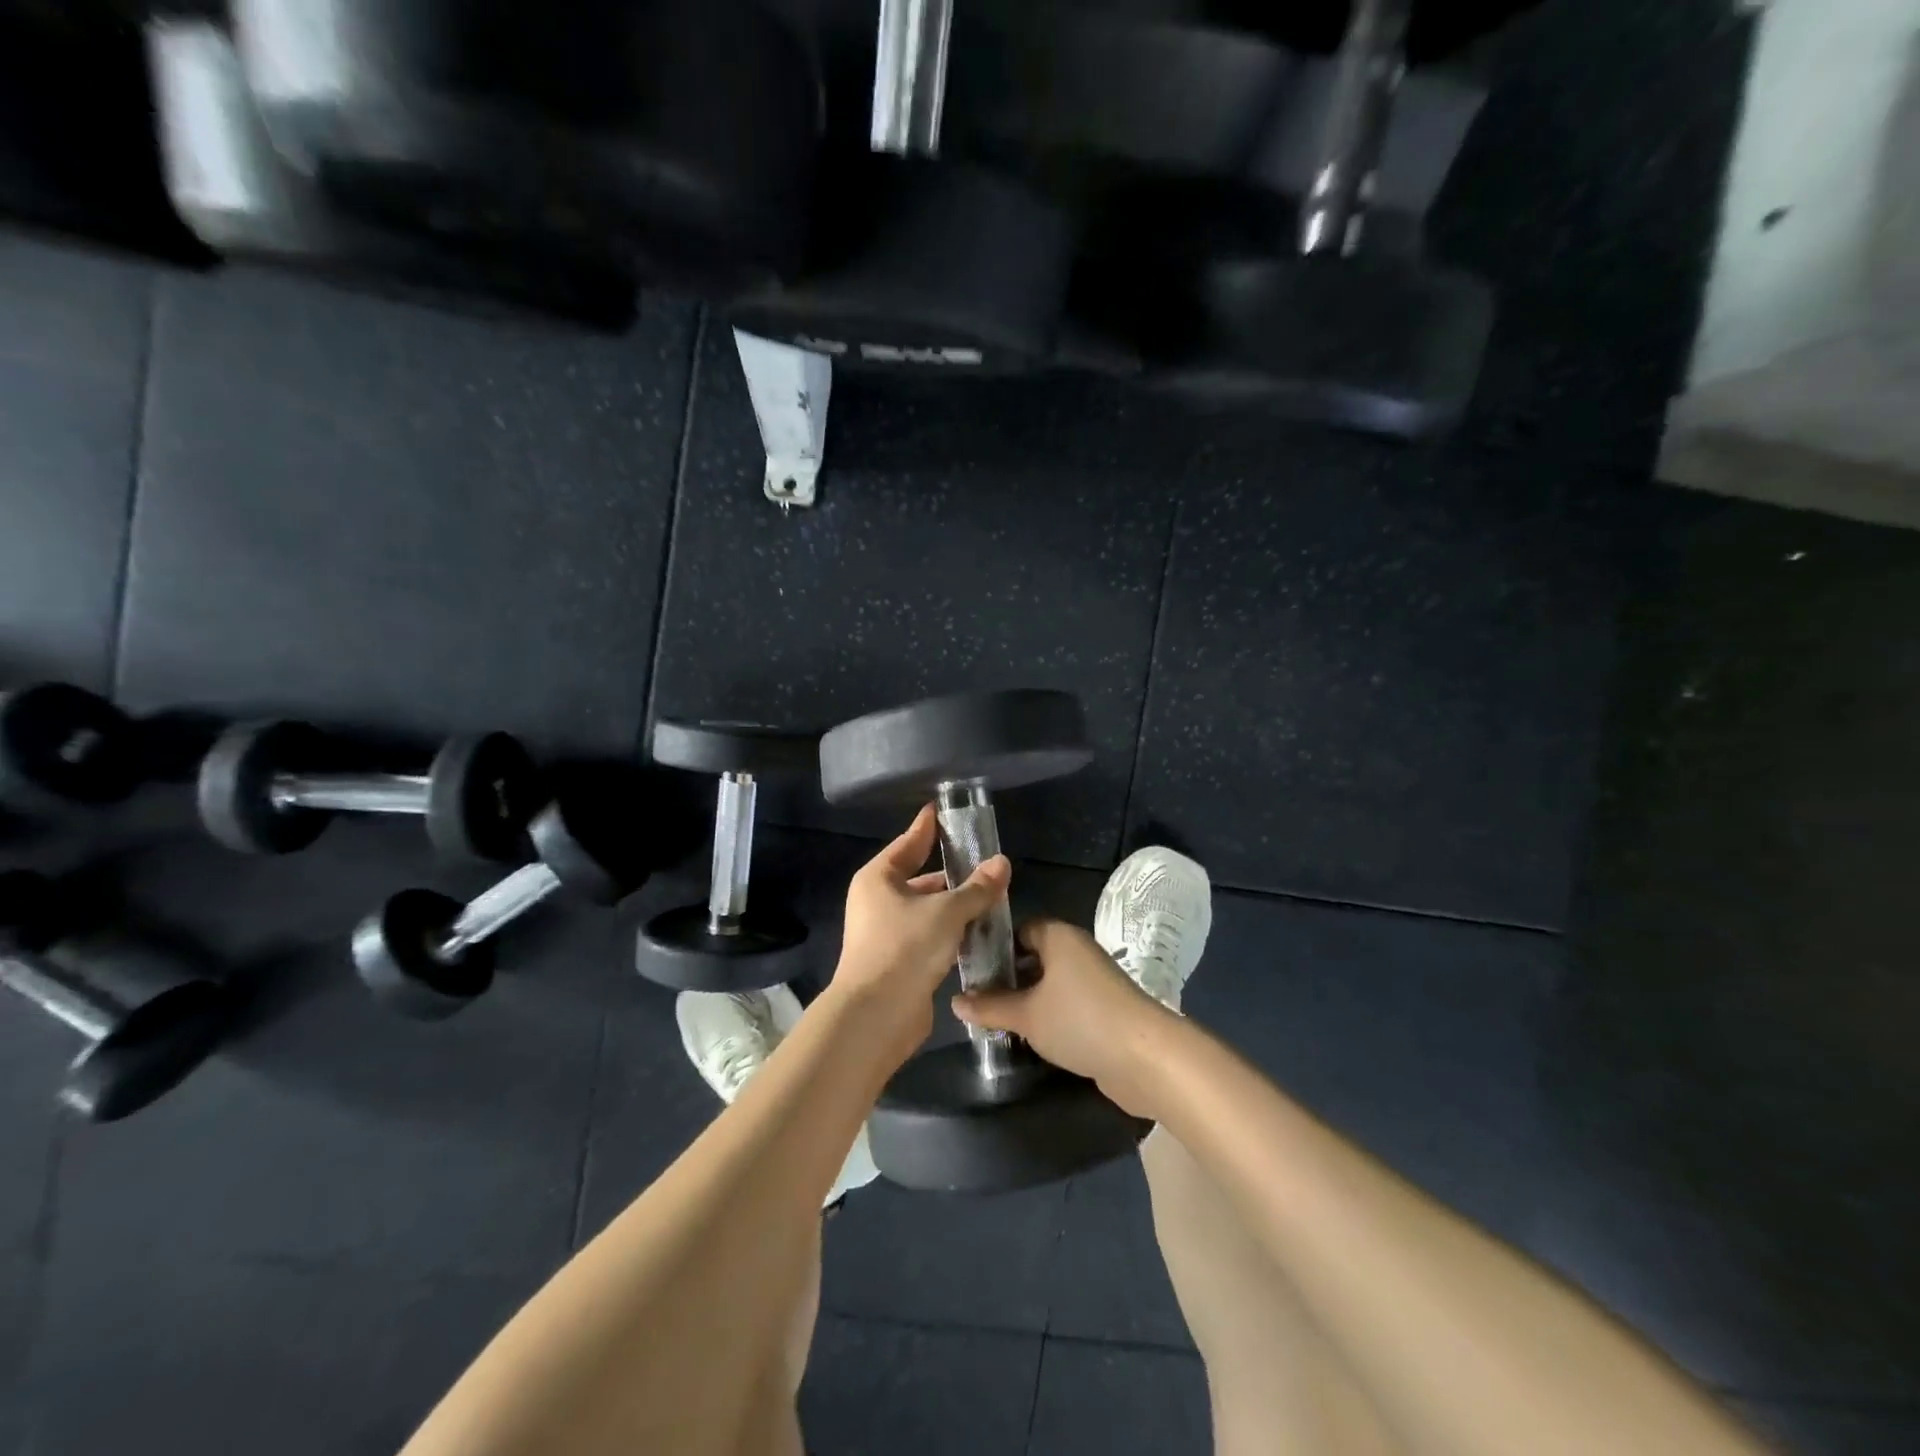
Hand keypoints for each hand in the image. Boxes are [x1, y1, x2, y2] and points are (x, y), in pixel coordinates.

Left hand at [830, 805, 1010, 1071]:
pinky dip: (950, 932)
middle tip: (983, 863)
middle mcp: (877, 901)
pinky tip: (977, 932)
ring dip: (953, 906)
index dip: (927, 828)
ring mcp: (886, 933)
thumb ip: (977, 888)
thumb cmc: (905, 947)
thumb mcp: (947, 911)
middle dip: (950, 872)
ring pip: (926, 910)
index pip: (908, 843)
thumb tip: (1002, 863)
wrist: (876, 1015)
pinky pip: (929, 936)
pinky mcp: (898, 962)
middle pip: (918, 878)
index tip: (940, 811)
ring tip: (989, 897)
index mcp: (878, 879)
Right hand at [951, 919, 1175, 1117]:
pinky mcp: (1105, 1010)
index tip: (970, 970)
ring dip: (1028, 1001)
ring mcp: (1094, 981)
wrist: (1145, 1057)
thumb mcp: (1026, 1014)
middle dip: (1008, 978)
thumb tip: (955, 1002)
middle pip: (1034, 957)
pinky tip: (1029, 1038)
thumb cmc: (1079, 1020)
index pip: (1019, 930)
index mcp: (1059, 936)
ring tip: (995, 1021)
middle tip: (977, 1000)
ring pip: (1051, 984)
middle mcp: (1078, 951)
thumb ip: (990, 1007)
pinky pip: (1068, 1005)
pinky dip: (1049, 1017)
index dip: (994, 947)